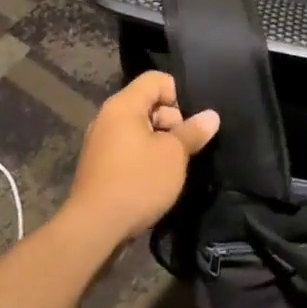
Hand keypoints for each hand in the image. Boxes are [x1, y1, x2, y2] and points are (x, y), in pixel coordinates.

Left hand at [65, 72, 218, 248]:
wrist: (95, 228)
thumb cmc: (138, 182)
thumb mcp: (174, 155)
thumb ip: (193, 132)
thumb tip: (211, 116)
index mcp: (123, 105)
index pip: (156, 80)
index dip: (178, 95)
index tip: (189, 124)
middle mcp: (108, 117)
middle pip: (148, 104)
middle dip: (172, 122)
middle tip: (183, 149)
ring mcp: (101, 142)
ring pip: (140, 129)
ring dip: (160, 143)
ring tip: (173, 167)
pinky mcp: (99, 165)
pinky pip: (129, 148)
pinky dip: (145, 157)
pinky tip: (155, 179)